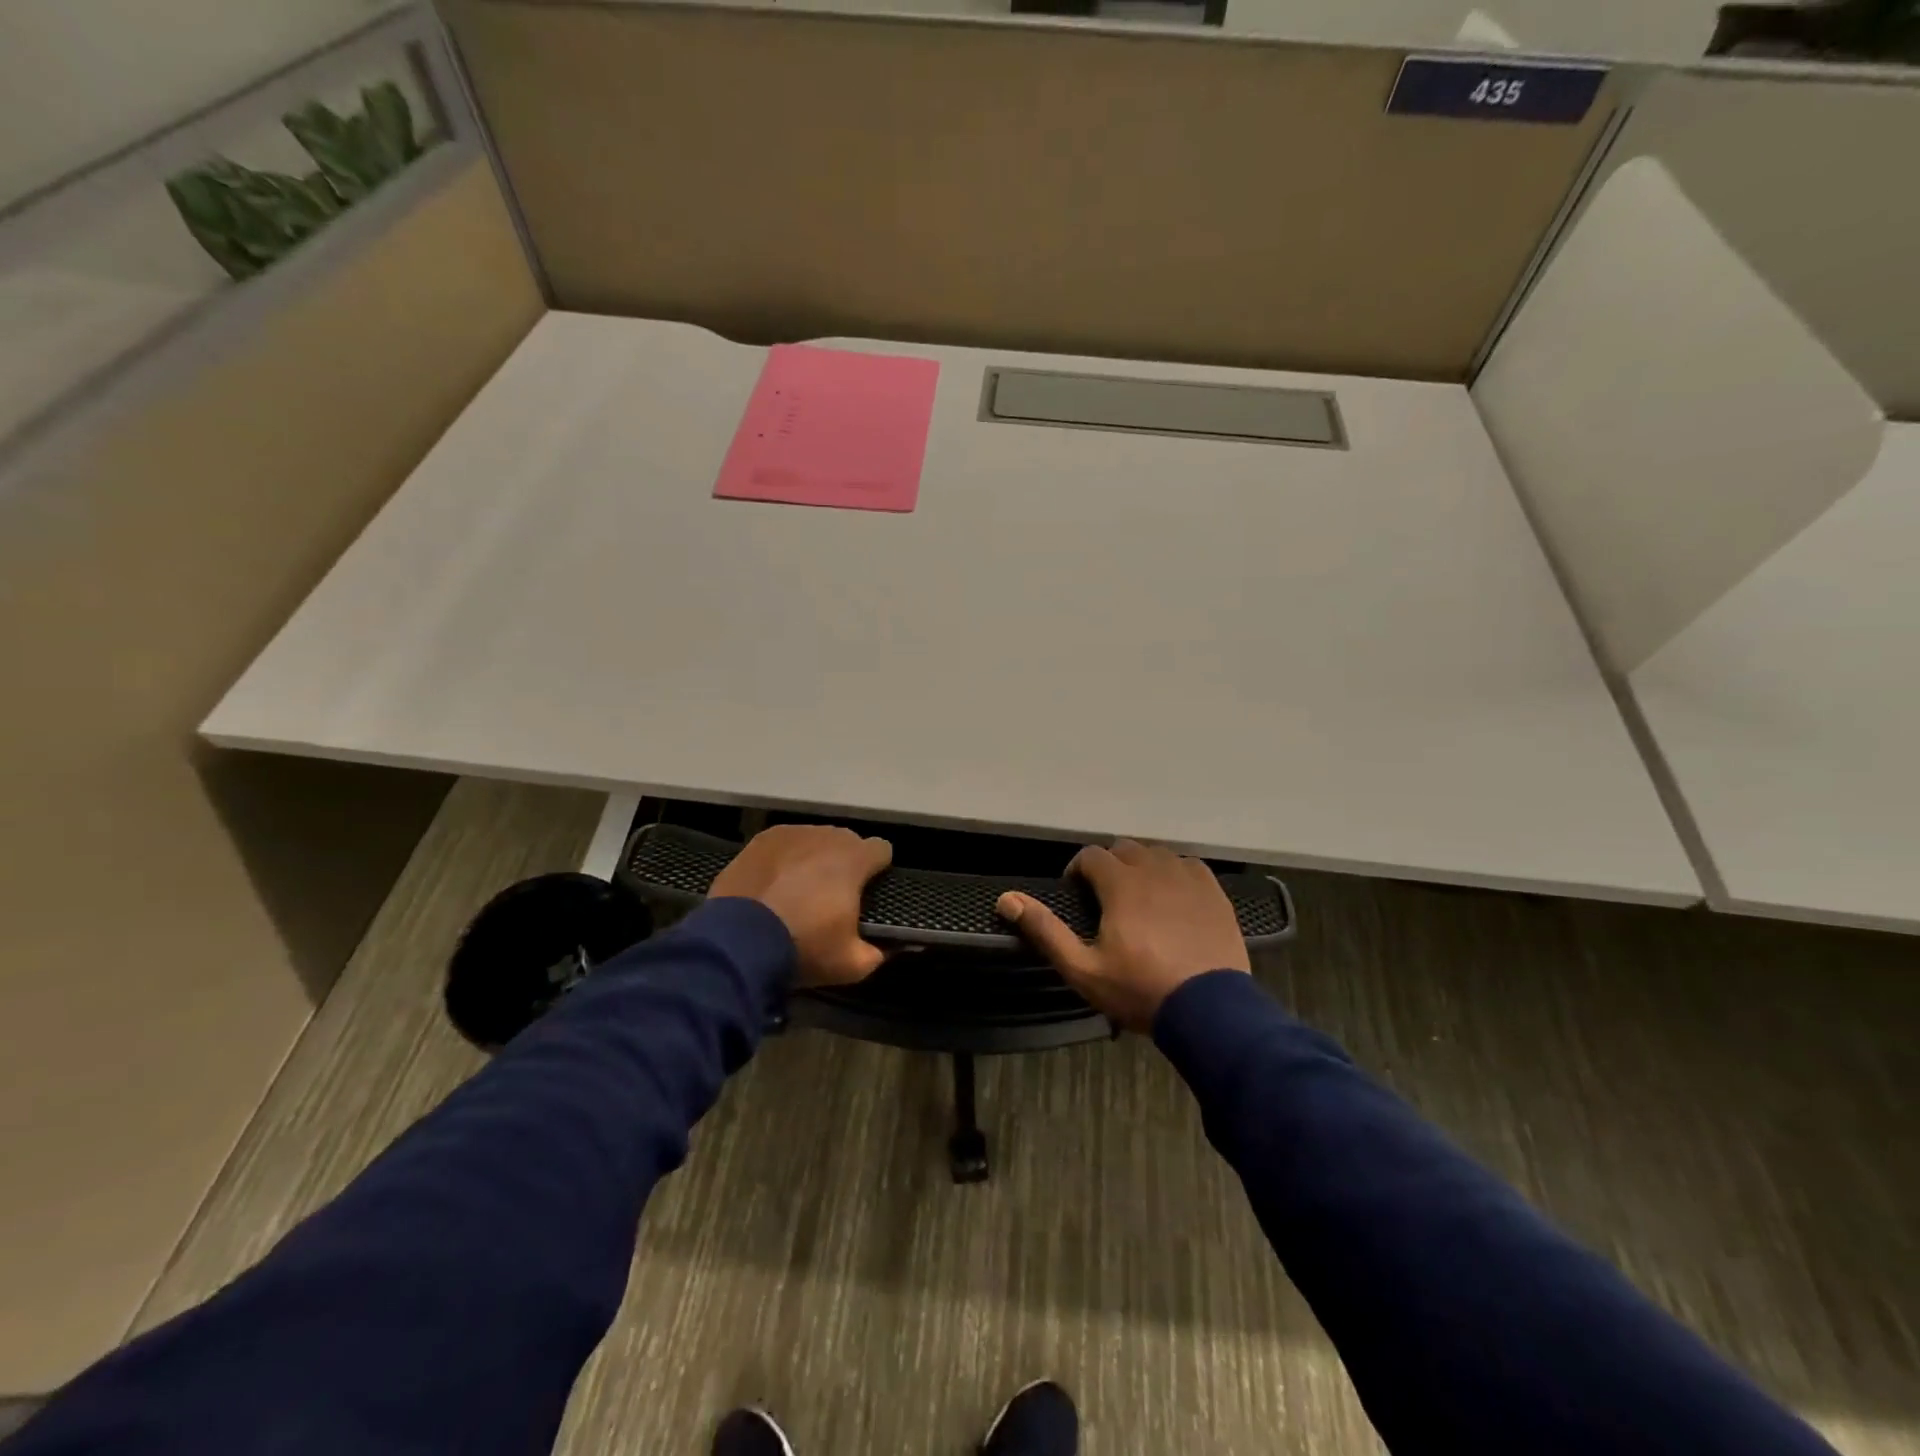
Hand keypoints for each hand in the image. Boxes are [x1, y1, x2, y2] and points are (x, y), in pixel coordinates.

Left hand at [709, 825, 892, 985]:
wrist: (738, 942)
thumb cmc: (803, 946)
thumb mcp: (850, 965)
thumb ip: (874, 953)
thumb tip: (881, 949)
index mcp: (853, 859)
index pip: (882, 850)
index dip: (878, 869)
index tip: (869, 890)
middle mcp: (825, 836)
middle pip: (847, 841)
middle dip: (844, 862)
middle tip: (832, 895)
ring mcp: (790, 834)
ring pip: (814, 840)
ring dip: (813, 858)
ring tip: (799, 888)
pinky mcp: (760, 841)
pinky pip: (783, 844)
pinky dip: (784, 859)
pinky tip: (774, 883)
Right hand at [997, 839, 1249, 1031]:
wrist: (1211, 1011)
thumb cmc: (1140, 990)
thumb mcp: (1083, 969)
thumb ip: (1045, 931)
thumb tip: (1006, 899)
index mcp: (1121, 883)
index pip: (1091, 855)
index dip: (1077, 870)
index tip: (1076, 895)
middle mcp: (1154, 869)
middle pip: (1124, 848)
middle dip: (1109, 866)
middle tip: (1106, 899)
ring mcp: (1188, 878)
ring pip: (1157, 854)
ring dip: (1141, 867)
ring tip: (1139, 898)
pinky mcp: (1213, 892)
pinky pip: (1188, 866)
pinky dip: (1174, 874)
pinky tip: (1173, 898)